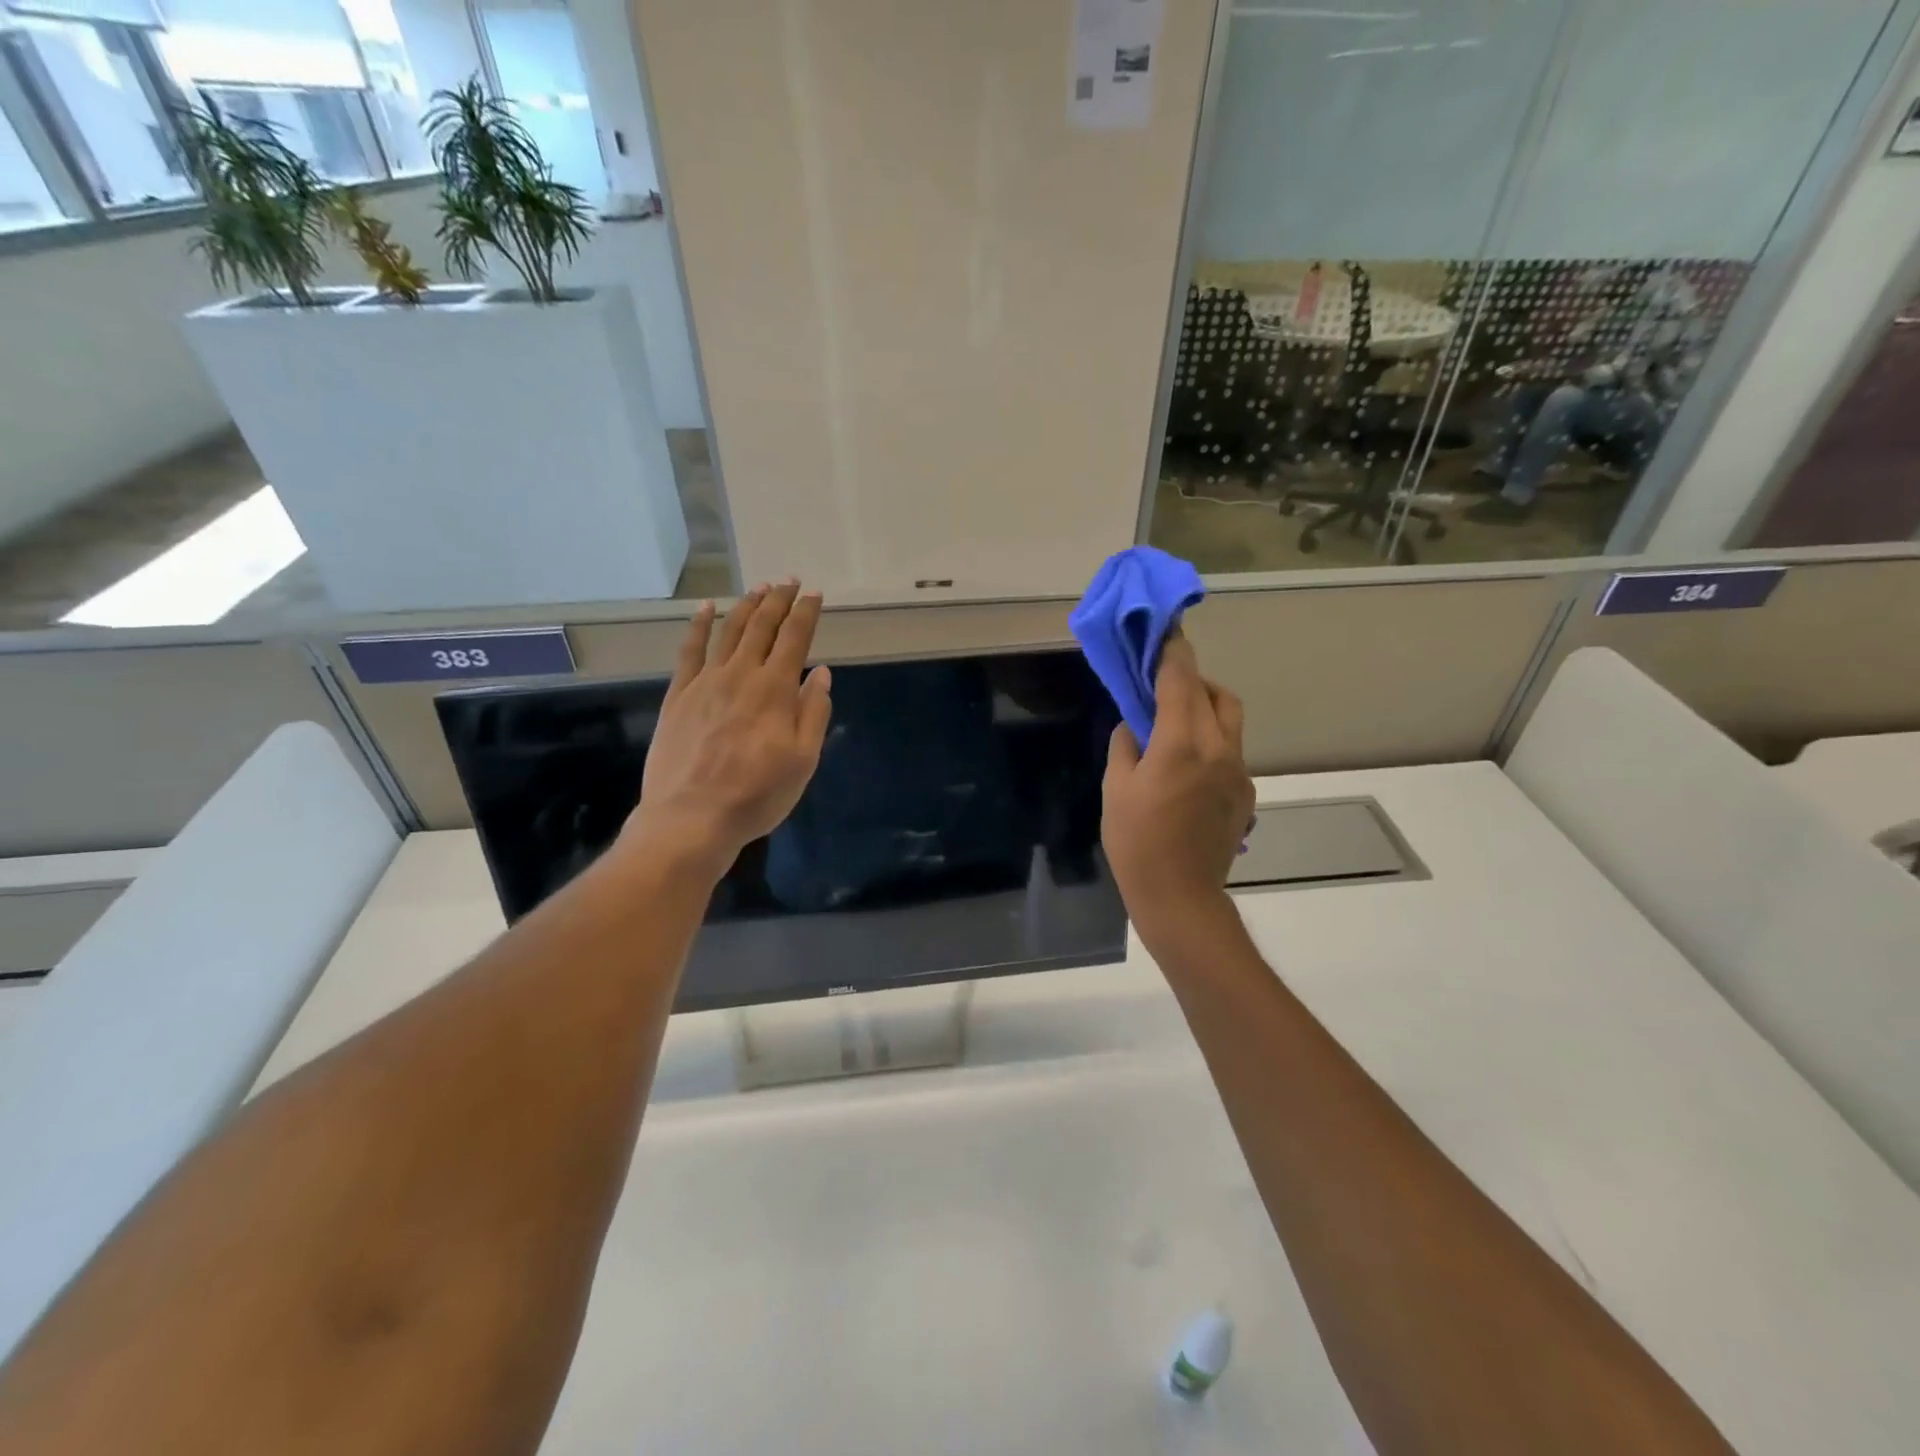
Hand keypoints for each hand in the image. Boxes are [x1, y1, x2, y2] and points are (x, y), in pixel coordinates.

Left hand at [622, 580, 832, 875]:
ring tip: (759, 588)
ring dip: (746, 605)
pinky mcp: (679, 695)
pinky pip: (690, 650)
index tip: (814, 593)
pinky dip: (698, 625)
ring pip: (728, 631)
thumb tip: (821, 674)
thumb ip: (813, 713)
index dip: (806, 613)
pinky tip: (705, 609)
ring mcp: (705, 682)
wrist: (691, 817)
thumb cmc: (757, 794)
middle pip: (762, 627)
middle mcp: (741, 674)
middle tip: (789, 581)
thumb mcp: (803, 760)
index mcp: (775, 689)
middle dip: (778, 600)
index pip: (795, 639)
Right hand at [1101, 632, 1254, 953]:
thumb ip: (1126, 745)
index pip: (1180, 682)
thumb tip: (1136, 726)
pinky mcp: (1245, 793)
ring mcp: (1239, 772)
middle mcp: (1220, 749)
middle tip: (1166, 685)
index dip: (1173, 652)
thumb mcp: (1116, 788)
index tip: (1167, 631)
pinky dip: (1212, 741)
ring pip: (1231, 721)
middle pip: (1217, 694)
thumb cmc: (1136, 842)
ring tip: (1178, 723)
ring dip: (1207, 708)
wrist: (1180, 896)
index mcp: (1182, 744)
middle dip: (1194, 678)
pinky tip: (1188, 767)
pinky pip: (1232, 751)